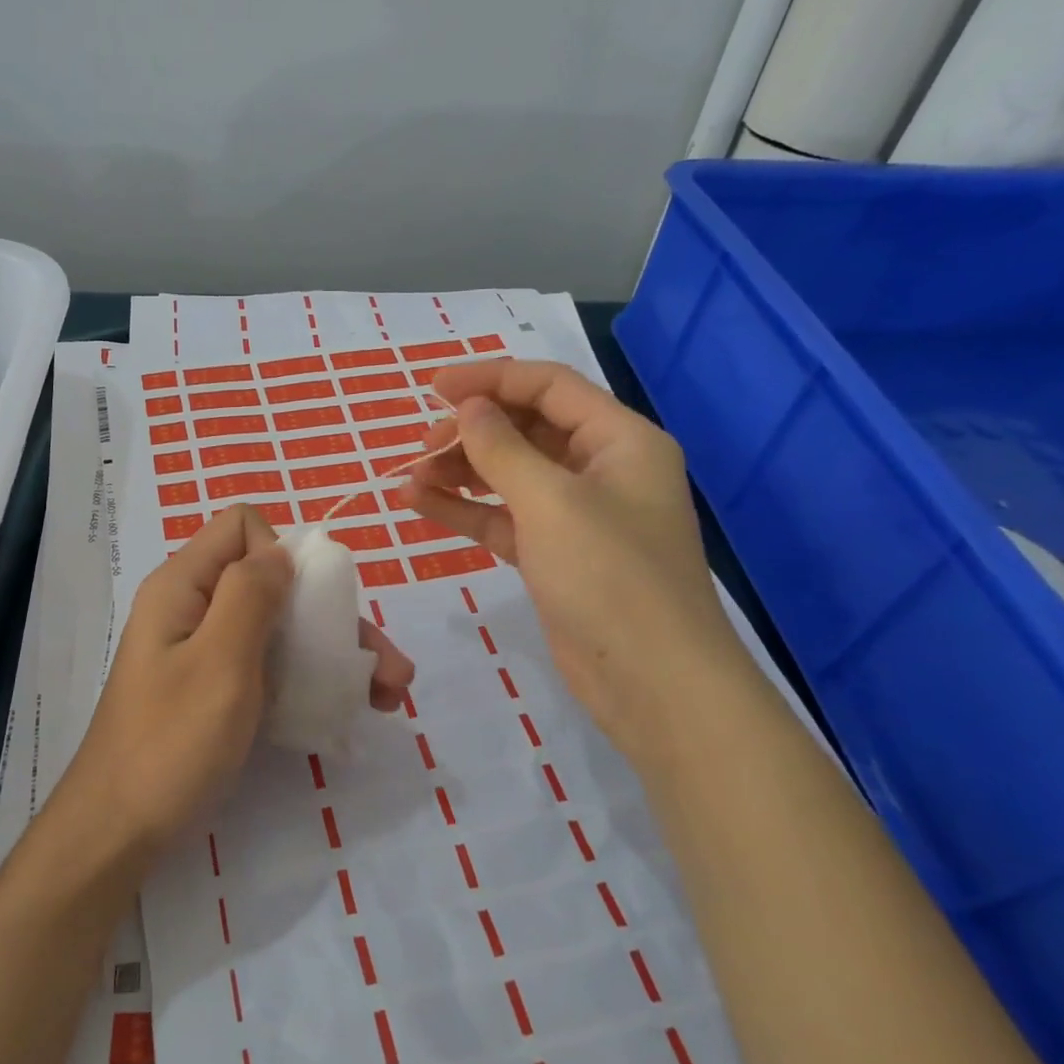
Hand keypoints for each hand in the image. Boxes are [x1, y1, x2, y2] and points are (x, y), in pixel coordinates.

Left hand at [65, 506, 413, 856]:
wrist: (118, 833)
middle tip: (389, 668)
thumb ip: (250, 594)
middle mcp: (194, 607)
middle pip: (271, 581)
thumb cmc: (171, 743)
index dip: (281, 553)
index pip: (241, 526)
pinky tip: (349, 707)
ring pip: (278, 626)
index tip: (303, 605)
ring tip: (389, 695)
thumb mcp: (218, 661)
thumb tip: (282, 553)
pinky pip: (268, 664)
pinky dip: (308, 677)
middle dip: (333, 615)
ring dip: (334, 651)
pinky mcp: (215, 689)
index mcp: (184, 585)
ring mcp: (205, 651)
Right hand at [401, 359, 752, 762]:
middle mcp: (600, 468)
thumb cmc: (610, 576)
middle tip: (422, 448)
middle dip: (471, 431)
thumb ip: (502, 448)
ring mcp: (576, 515)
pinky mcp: (554, 554)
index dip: (490, 379)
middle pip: (526, 429)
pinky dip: (465, 508)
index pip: (548, 387)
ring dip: (461, 471)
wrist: (652, 683)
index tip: (433, 388)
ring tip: (411, 479)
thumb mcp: (551, 501)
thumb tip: (467, 408)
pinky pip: (503, 516)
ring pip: (510, 474)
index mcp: (619, 439)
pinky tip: (419, 504)